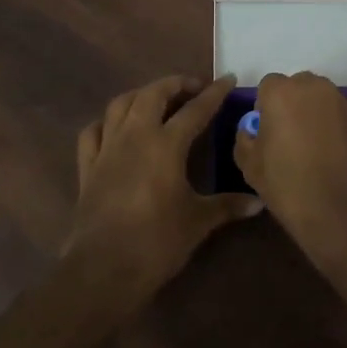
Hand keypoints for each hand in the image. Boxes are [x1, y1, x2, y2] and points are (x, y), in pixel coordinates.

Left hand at [63, 75, 260, 306]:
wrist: (104, 268)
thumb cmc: (158, 242)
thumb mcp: (198, 221)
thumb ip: (228, 206)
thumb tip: (259, 202)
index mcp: (166, 144)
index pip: (195, 109)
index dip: (214, 93)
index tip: (228, 78)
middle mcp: (135, 136)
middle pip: (153, 94)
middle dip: (174, 84)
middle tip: (193, 88)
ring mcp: (107, 149)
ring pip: (120, 104)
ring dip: (140, 95)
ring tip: (157, 100)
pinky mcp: (87, 167)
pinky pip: (92, 132)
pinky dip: (105, 123)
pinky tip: (115, 128)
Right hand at [233, 71, 346, 269]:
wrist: (345, 212)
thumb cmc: (289, 186)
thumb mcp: (250, 166)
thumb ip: (244, 139)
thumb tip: (251, 131)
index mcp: (281, 92)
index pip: (267, 86)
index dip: (264, 109)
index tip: (265, 134)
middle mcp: (313, 87)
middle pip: (295, 88)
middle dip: (289, 106)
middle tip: (285, 139)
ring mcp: (340, 102)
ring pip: (318, 100)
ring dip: (310, 115)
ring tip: (308, 149)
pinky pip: (336, 115)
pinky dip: (329, 127)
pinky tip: (327, 156)